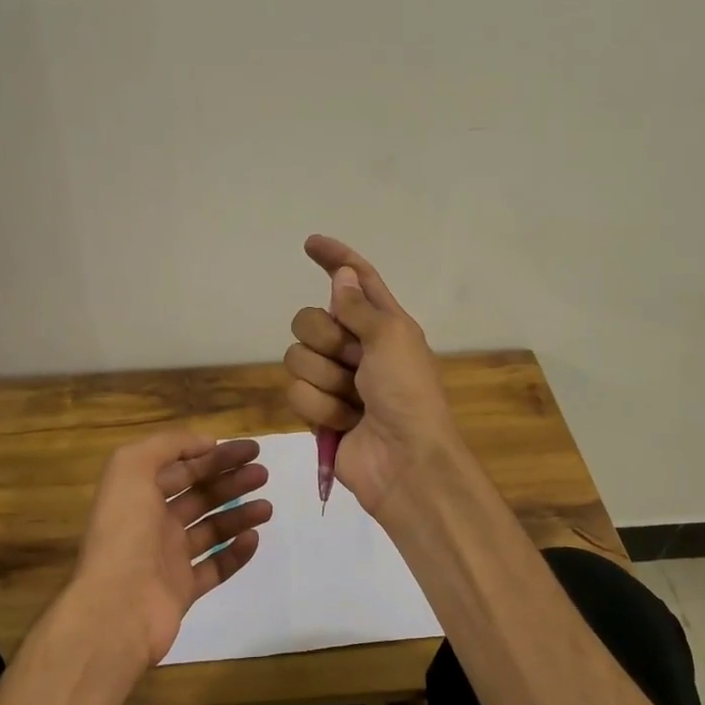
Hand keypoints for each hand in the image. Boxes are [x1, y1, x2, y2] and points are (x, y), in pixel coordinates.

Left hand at [71, 429, 273, 666]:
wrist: (117, 608)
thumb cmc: (124, 532)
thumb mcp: (132, 469)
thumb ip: (167, 445)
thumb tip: (205, 443)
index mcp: (138, 494)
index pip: (181, 467)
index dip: (214, 455)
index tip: (249, 450)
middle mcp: (151, 523)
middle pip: (198, 495)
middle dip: (230, 481)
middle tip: (263, 474)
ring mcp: (167, 558)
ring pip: (210, 529)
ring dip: (239, 514)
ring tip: (267, 508)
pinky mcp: (181, 590)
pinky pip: (214, 567)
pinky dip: (235, 553)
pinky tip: (253, 538)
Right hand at [283, 235, 460, 521]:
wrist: (405, 460)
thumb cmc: (408, 392)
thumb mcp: (391, 337)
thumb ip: (359, 305)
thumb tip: (342, 275)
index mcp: (382, 323)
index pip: (355, 278)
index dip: (334, 258)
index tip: (310, 243)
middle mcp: (356, 346)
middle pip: (310, 319)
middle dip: (326, 340)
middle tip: (353, 361)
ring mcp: (335, 379)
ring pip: (297, 357)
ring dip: (326, 381)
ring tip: (354, 402)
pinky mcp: (319, 410)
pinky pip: (296, 393)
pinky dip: (321, 408)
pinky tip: (345, 423)